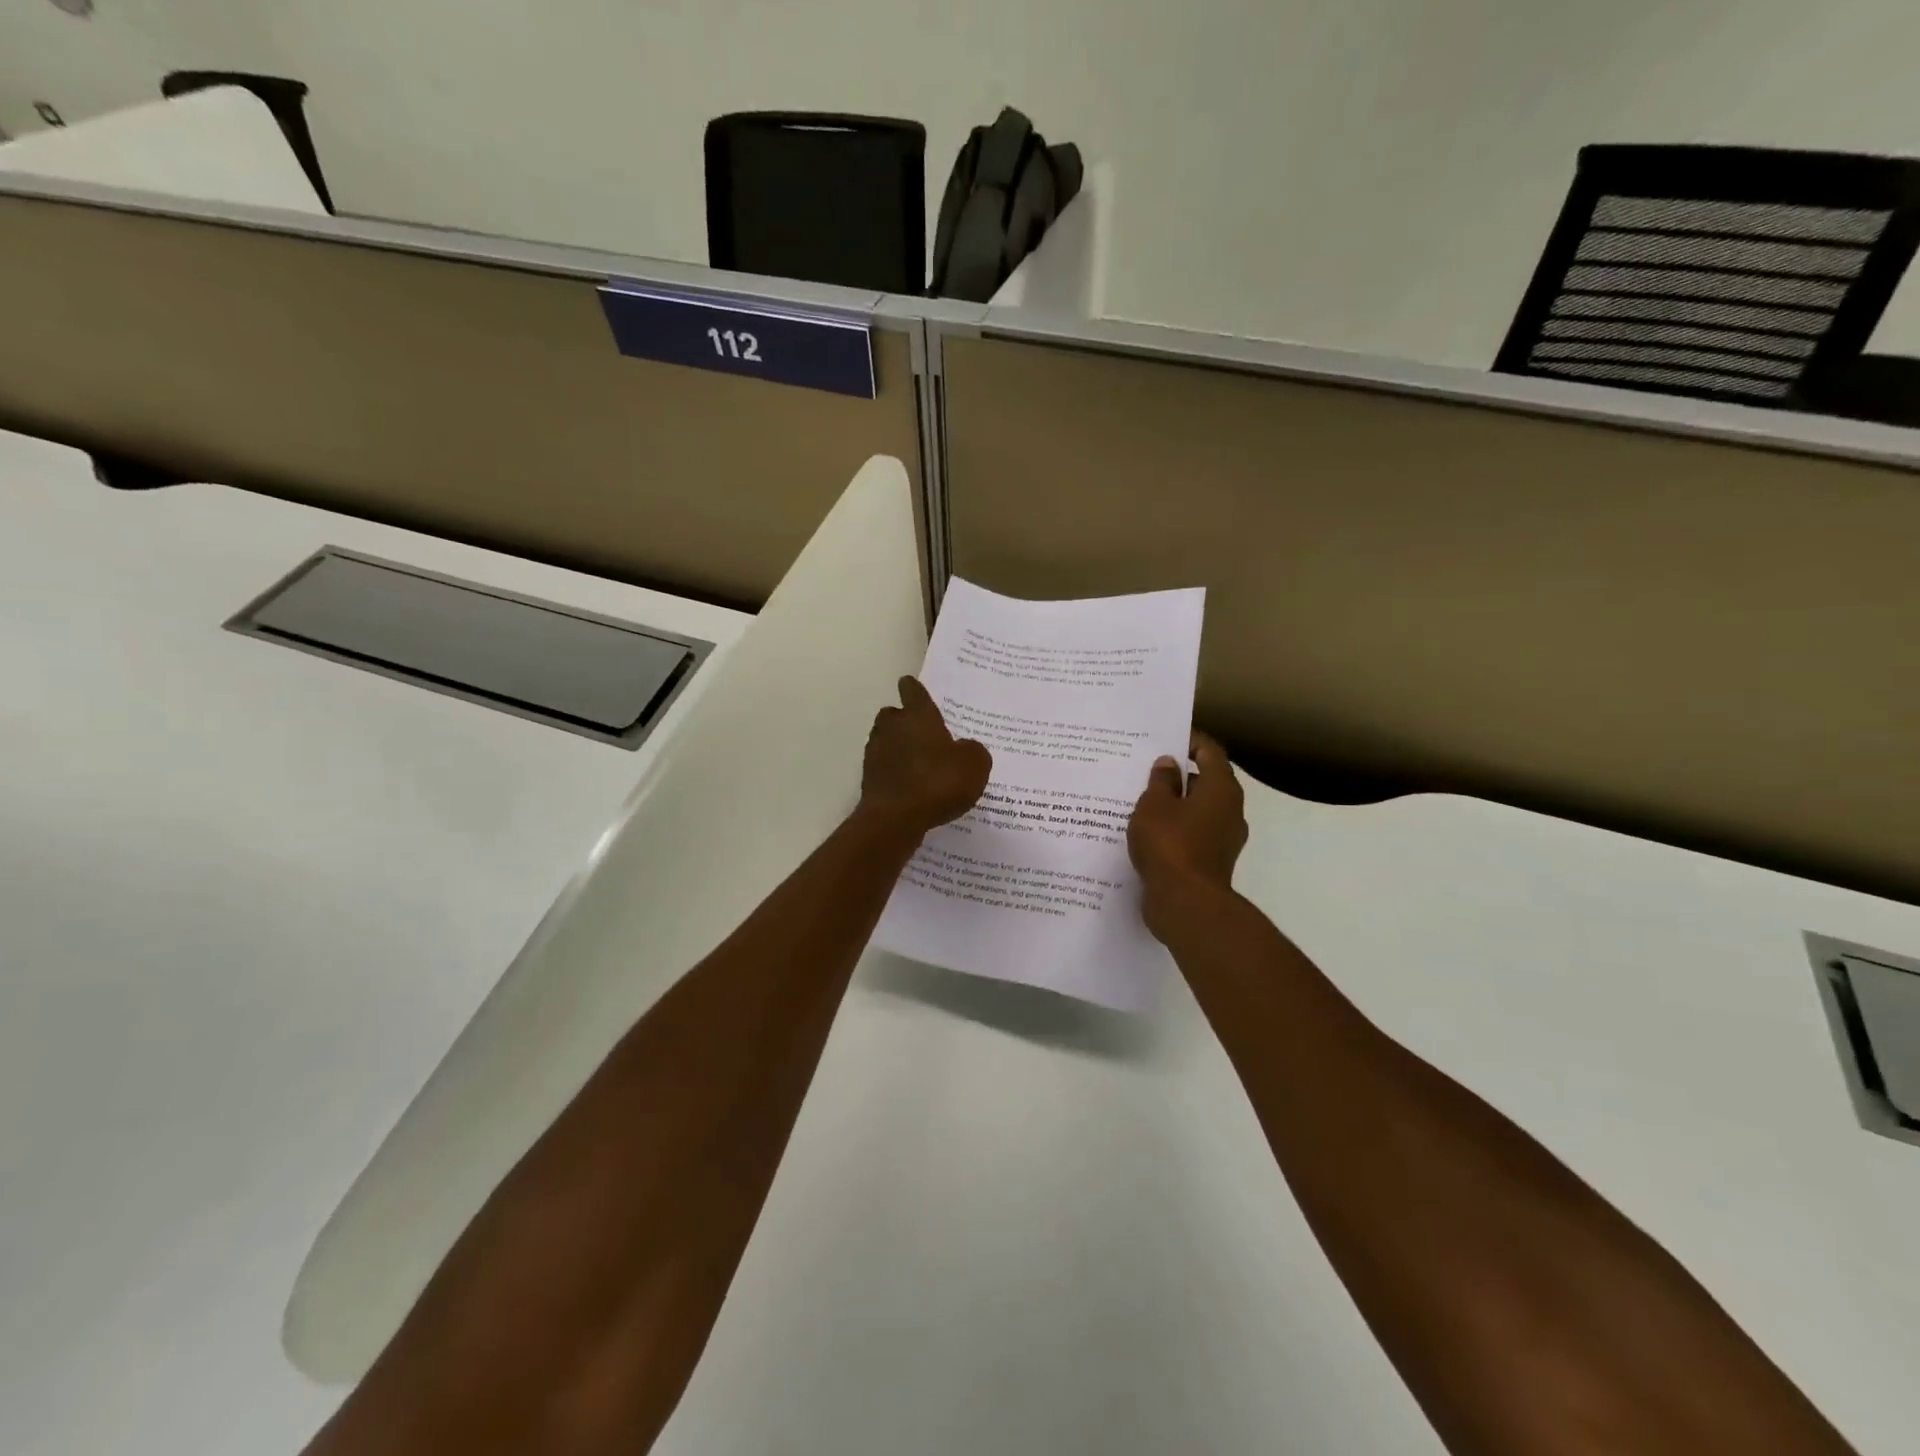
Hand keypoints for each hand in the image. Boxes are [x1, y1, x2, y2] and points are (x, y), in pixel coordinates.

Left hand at [858, 677, 992, 842]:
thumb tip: (965, 748)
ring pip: (885, 740)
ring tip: (918, 762)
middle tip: (923, 732)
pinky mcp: (869, 778)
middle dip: (904, 720)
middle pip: (893, 715)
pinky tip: (911, 786)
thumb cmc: (938, 782)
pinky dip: (894, 772)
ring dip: (898, 747)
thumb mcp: (974, 765)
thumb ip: (973, 751)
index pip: (913, 691)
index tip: (913, 687)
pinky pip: (884, 767)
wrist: (896, 818)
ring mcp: (876, 753)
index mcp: (918, 716)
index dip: (915, 689)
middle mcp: (893, 727)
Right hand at [1128, 732, 1247, 940]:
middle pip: (1205, 781)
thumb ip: (1160, 781)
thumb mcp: (1154, 806)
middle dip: (1177, 774)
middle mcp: (1229, 810)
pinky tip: (1147, 831)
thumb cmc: (1170, 844)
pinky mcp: (1211, 861)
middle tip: (1145, 768)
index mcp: (1221, 789)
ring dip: (1174, 803)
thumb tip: (1168, 765)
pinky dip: (1174, 828)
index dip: (1189, 739)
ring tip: (1140, 799)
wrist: (1187, 903)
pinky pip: (1192, 834)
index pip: (1209, 751)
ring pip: (1197, 810)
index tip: (1164, 736)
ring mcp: (1223, 838)